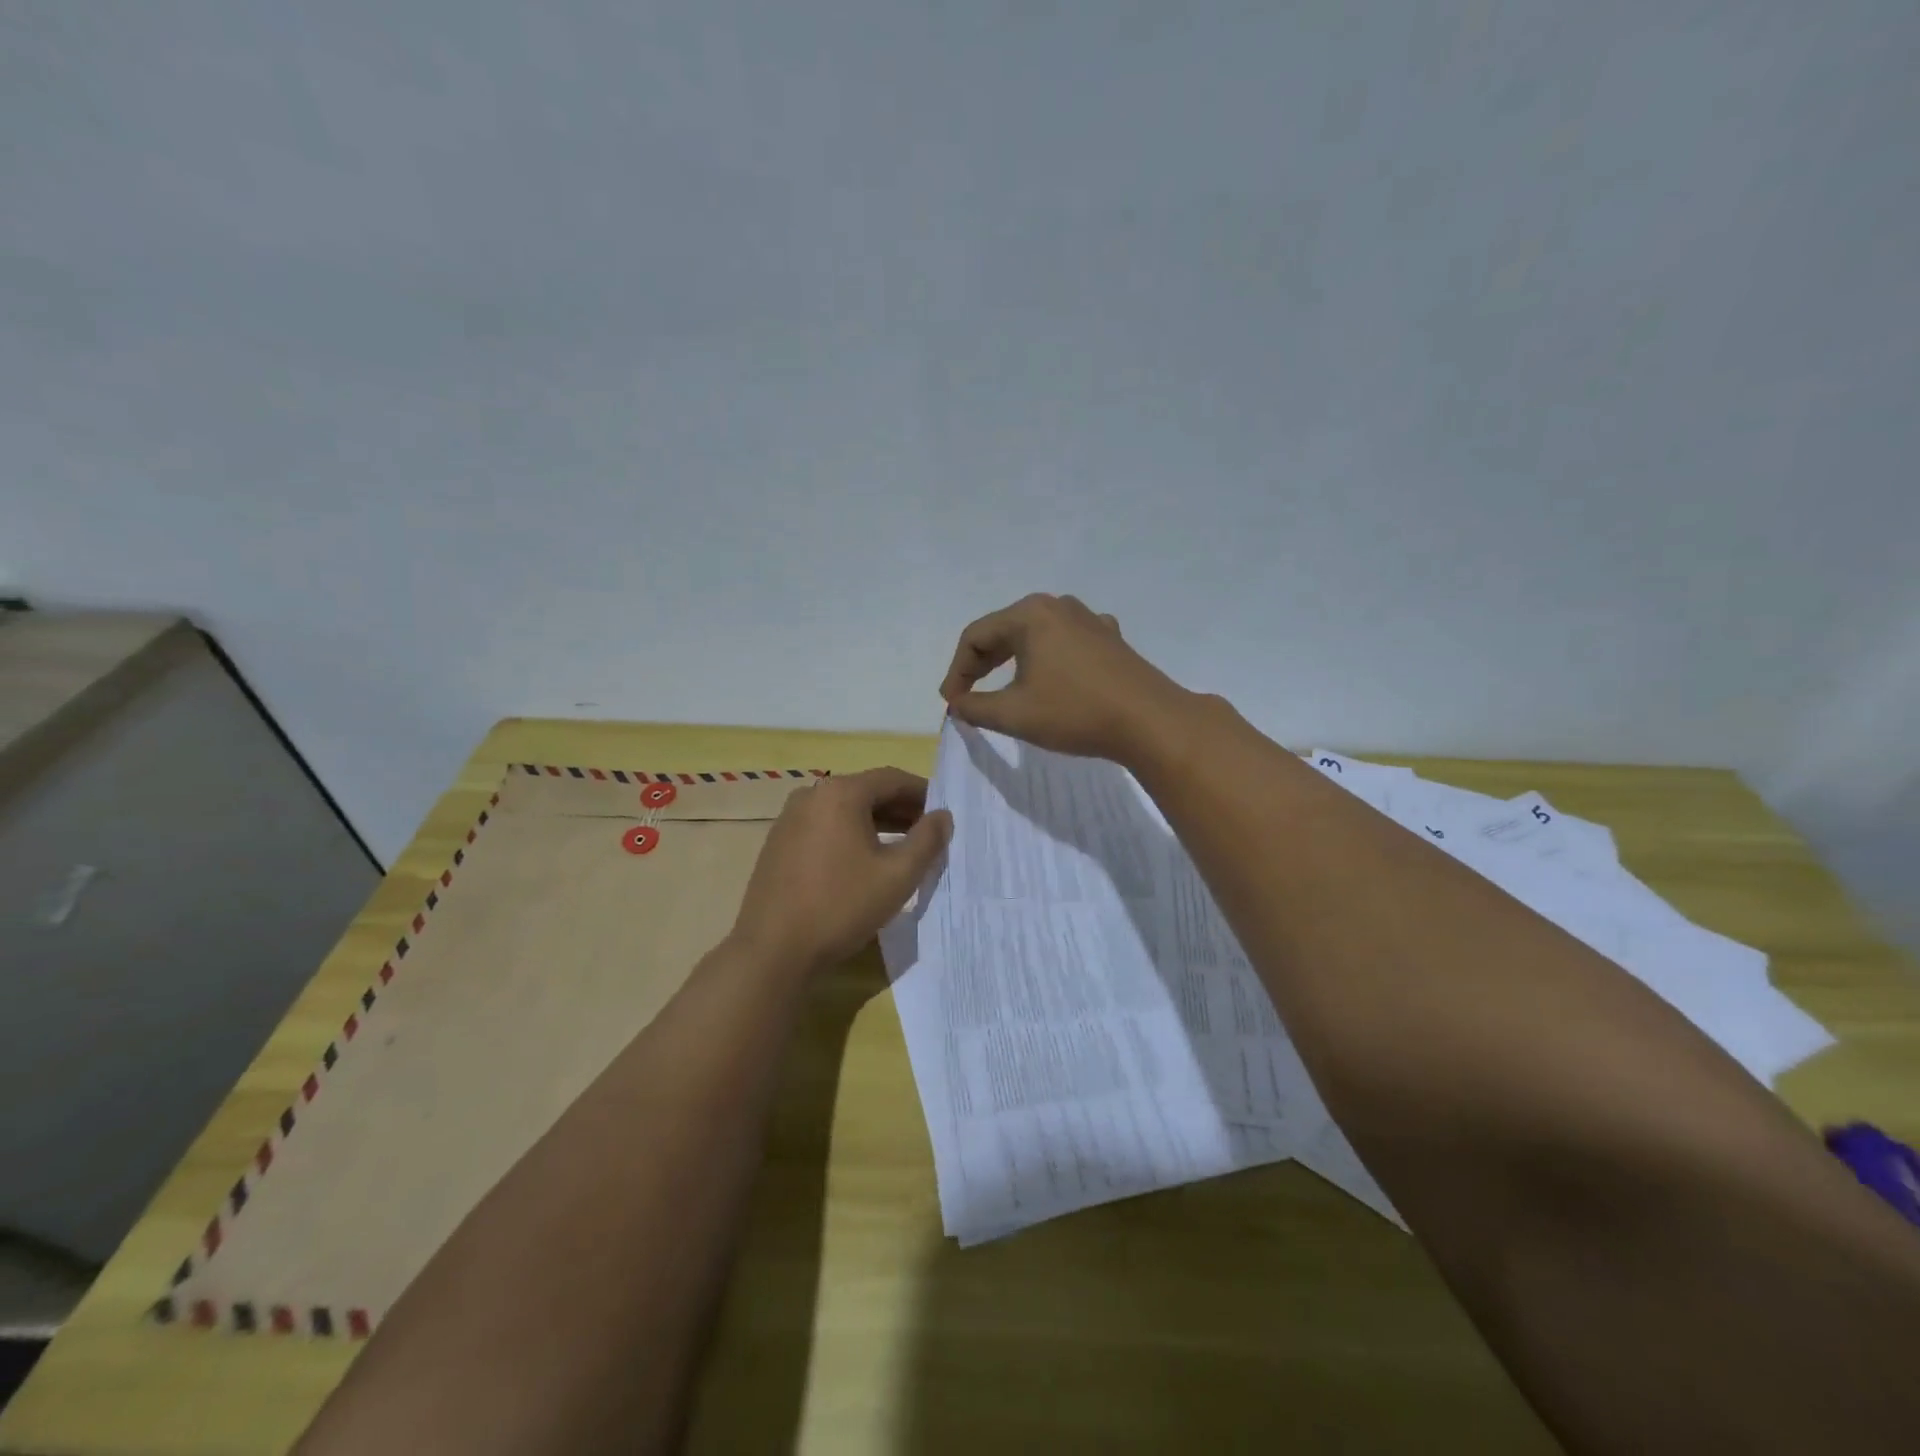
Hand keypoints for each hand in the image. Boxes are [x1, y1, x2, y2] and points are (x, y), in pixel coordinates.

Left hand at [730, 767, 951, 974]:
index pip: (892, 779)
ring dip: (876, 823)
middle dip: (901, 809)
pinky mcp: (778, 843)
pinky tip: (863, 862)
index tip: (944, 814)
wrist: (772, 950)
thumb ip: (927, 840)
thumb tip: (943, 816)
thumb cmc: (841, 906)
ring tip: (903, 848)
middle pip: (867, 791)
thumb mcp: (897, 875)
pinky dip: (850, 835)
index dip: (923, 793)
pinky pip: (824, 827)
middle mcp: (811, 795)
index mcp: (840, 793)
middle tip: (928, 833)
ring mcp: (789, 819)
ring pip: (844, 811)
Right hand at [938, 593, 1196, 762]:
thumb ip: (976, 707)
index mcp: (1030, 615)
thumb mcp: (1015, 714)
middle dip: (981, 664)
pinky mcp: (1110, 638)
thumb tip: (957, 704)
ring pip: (1036, 635)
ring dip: (1013, 660)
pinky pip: (1065, 641)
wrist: (1150, 721)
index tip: (952, 703)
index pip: (975, 637)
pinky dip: (1047, 658)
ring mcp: (1089, 619)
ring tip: (1003, 687)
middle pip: (1005, 630)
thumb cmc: (1075, 713)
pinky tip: (1050, 676)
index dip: (957, 671)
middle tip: (968, 695)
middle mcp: (1058, 606)